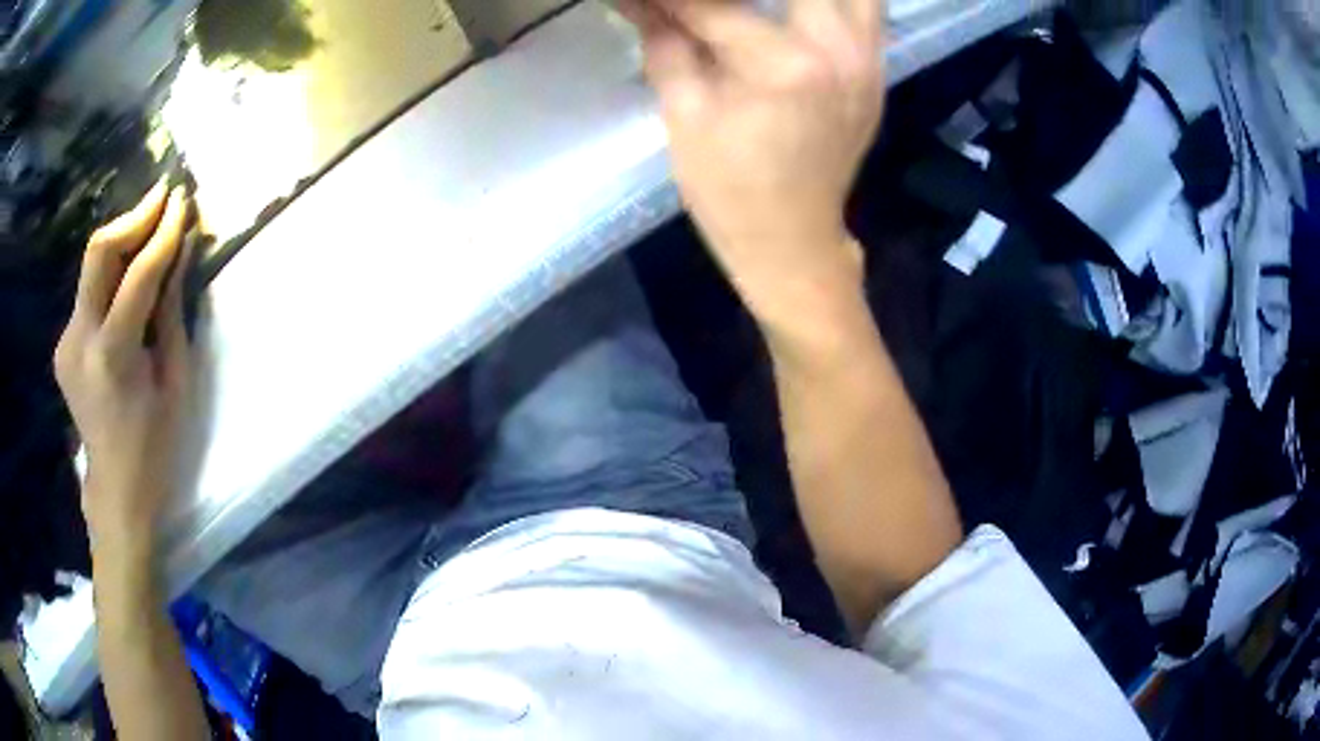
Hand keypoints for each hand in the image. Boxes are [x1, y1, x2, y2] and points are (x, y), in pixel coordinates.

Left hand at [55, 182, 194, 547]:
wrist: (116, 491)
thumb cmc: (155, 446)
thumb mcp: (175, 381)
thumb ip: (172, 311)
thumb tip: (181, 252)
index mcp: (113, 357)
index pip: (138, 273)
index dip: (164, 231)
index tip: (184, 199)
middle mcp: (80, 340)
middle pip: (99, 251)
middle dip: (134, 216)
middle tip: (164, 196)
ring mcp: (66, 341)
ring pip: (91, 265)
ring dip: (123, 238)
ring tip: (152, 226)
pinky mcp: (63, 343)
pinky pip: (88, 290)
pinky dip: (111, 271)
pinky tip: (129, 273)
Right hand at [620, 0, 885, 321]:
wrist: (793, 242)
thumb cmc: (729, 190)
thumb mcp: (684, 115)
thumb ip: (665, 41)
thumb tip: (636, 0)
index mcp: (785, 65)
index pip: (716, 4)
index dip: (673, 0)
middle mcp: (840, 50)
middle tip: (718, 6)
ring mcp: (869, 61)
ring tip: (766, 7)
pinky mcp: (877, 73)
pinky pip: (869, 12)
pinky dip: (834, 3)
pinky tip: (797, 14)